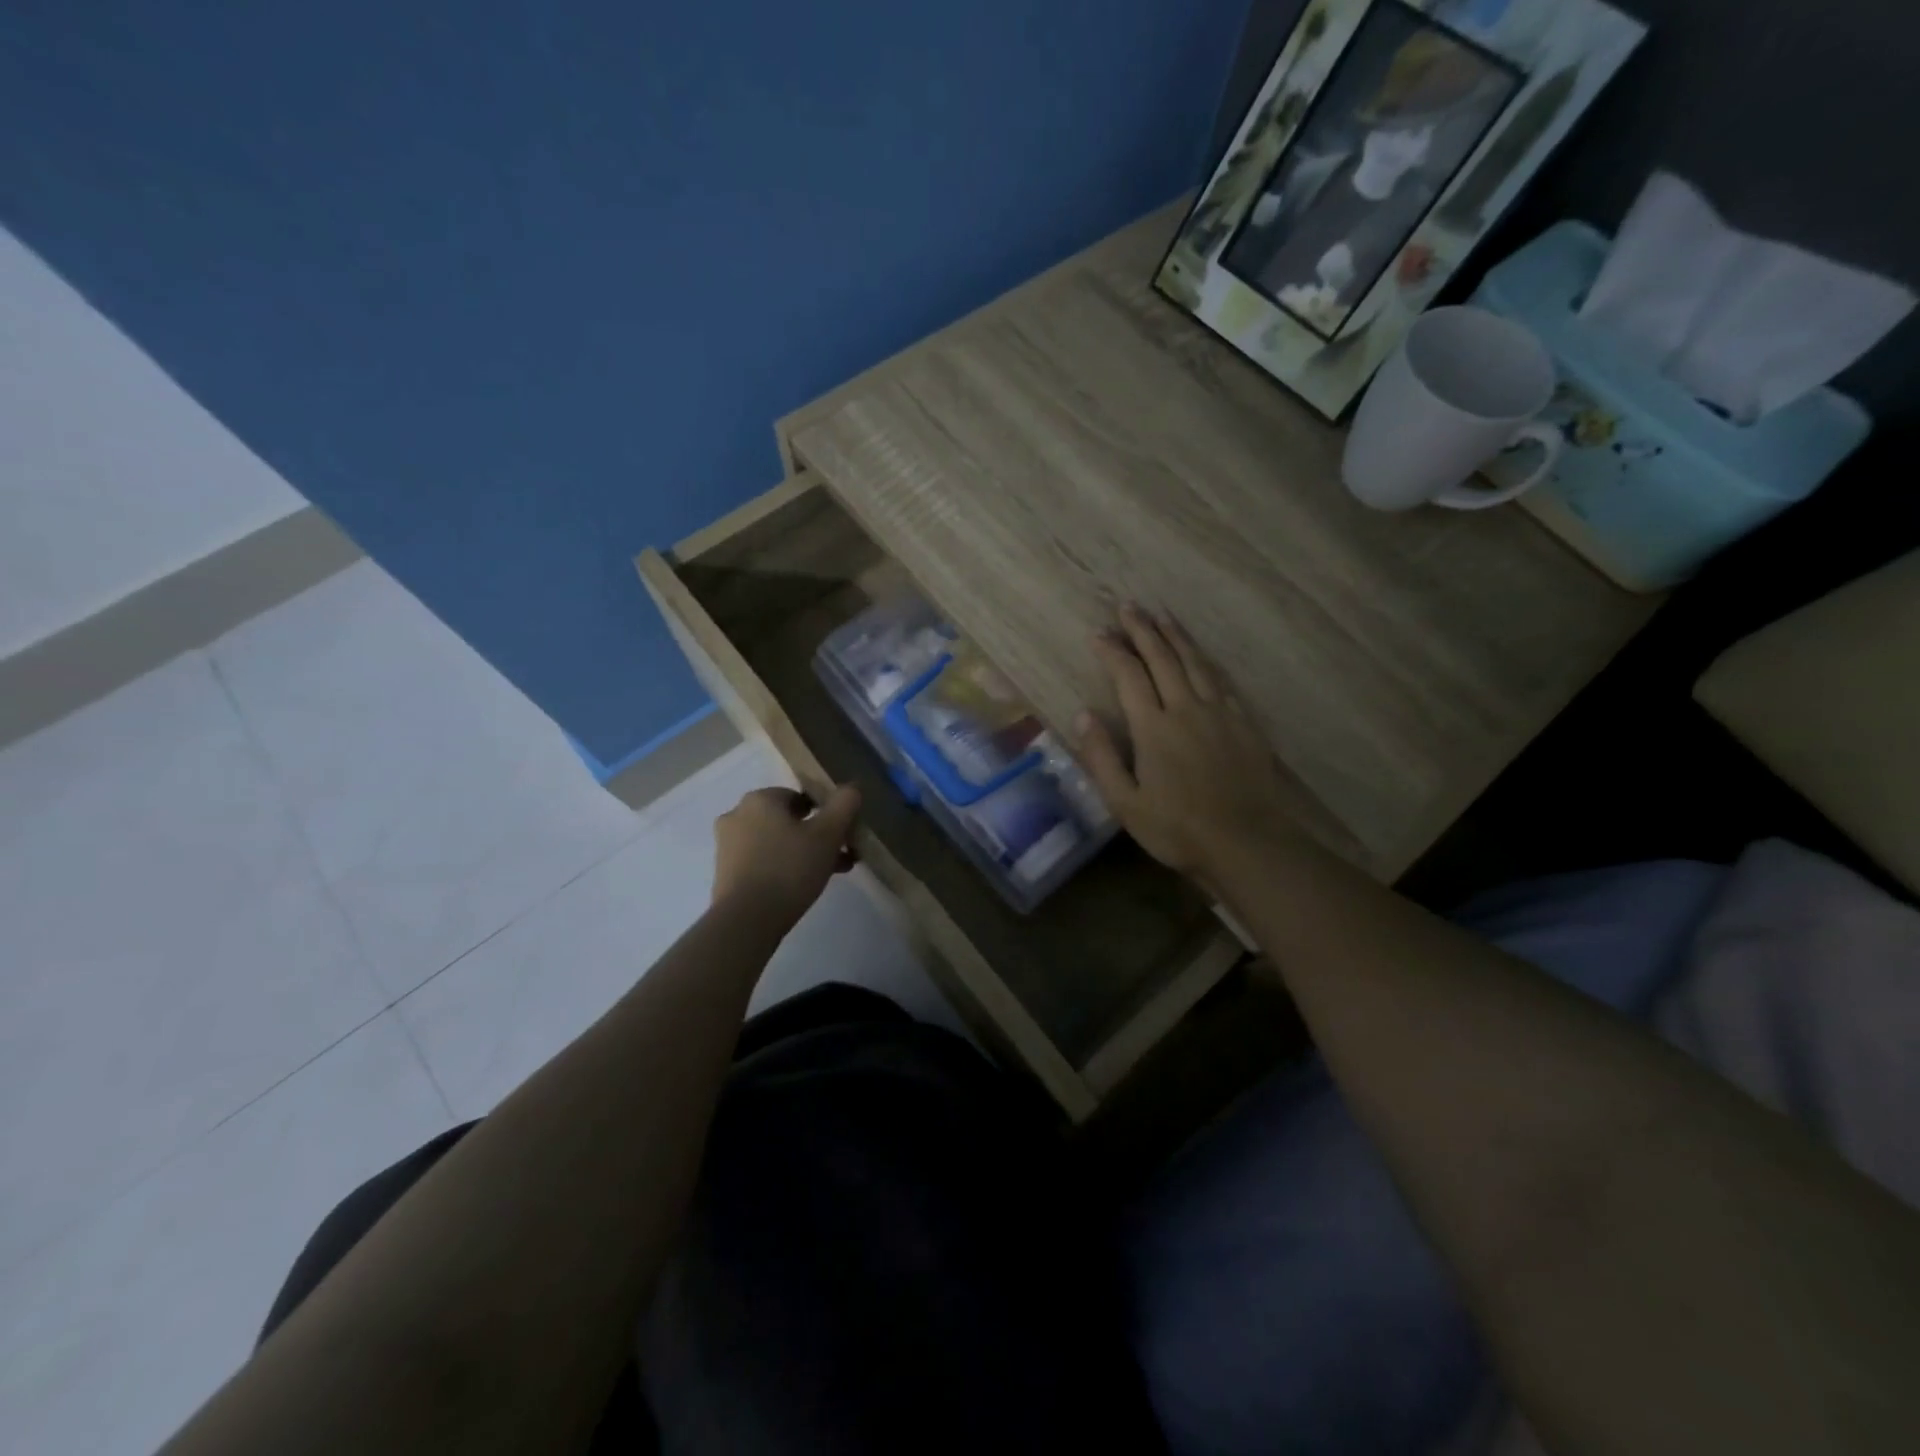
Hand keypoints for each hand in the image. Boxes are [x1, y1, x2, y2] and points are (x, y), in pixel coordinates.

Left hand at [711, 785, 861, 925]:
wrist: (746, 920)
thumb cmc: (789, 869)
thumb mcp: (828, 834)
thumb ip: (844, 805)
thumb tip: (852, 787)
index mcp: (759, 799)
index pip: (800, 796)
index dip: (825, 813)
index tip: (842, 835)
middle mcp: (737, 815)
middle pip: (788, 820)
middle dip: (816, 836)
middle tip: (840, 857)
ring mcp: (727, 845)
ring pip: (776, 841)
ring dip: (802, 852)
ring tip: (827, 875)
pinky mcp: (724, 872)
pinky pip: (761, 861)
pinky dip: (782, 867)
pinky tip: (801, 887)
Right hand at [1077, 605, 1298, 884]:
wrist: (1247, 842)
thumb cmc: (1177, 829)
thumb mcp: (1125, 803)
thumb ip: (1102, 757)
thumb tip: (1083, 714)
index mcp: (1153, 727)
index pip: (1128, 675)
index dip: (1112, 651)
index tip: (1098, 633)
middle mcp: (1186, 708)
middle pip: (1162, 658)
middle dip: (1143, 629)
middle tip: (1129, 606)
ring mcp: (1219, 713)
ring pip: (1195, 662)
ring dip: (1176, 636)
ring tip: (1162, 616)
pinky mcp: (1243, 723)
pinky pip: (1221, 680)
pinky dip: (1205, 660)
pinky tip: (1200, 655)